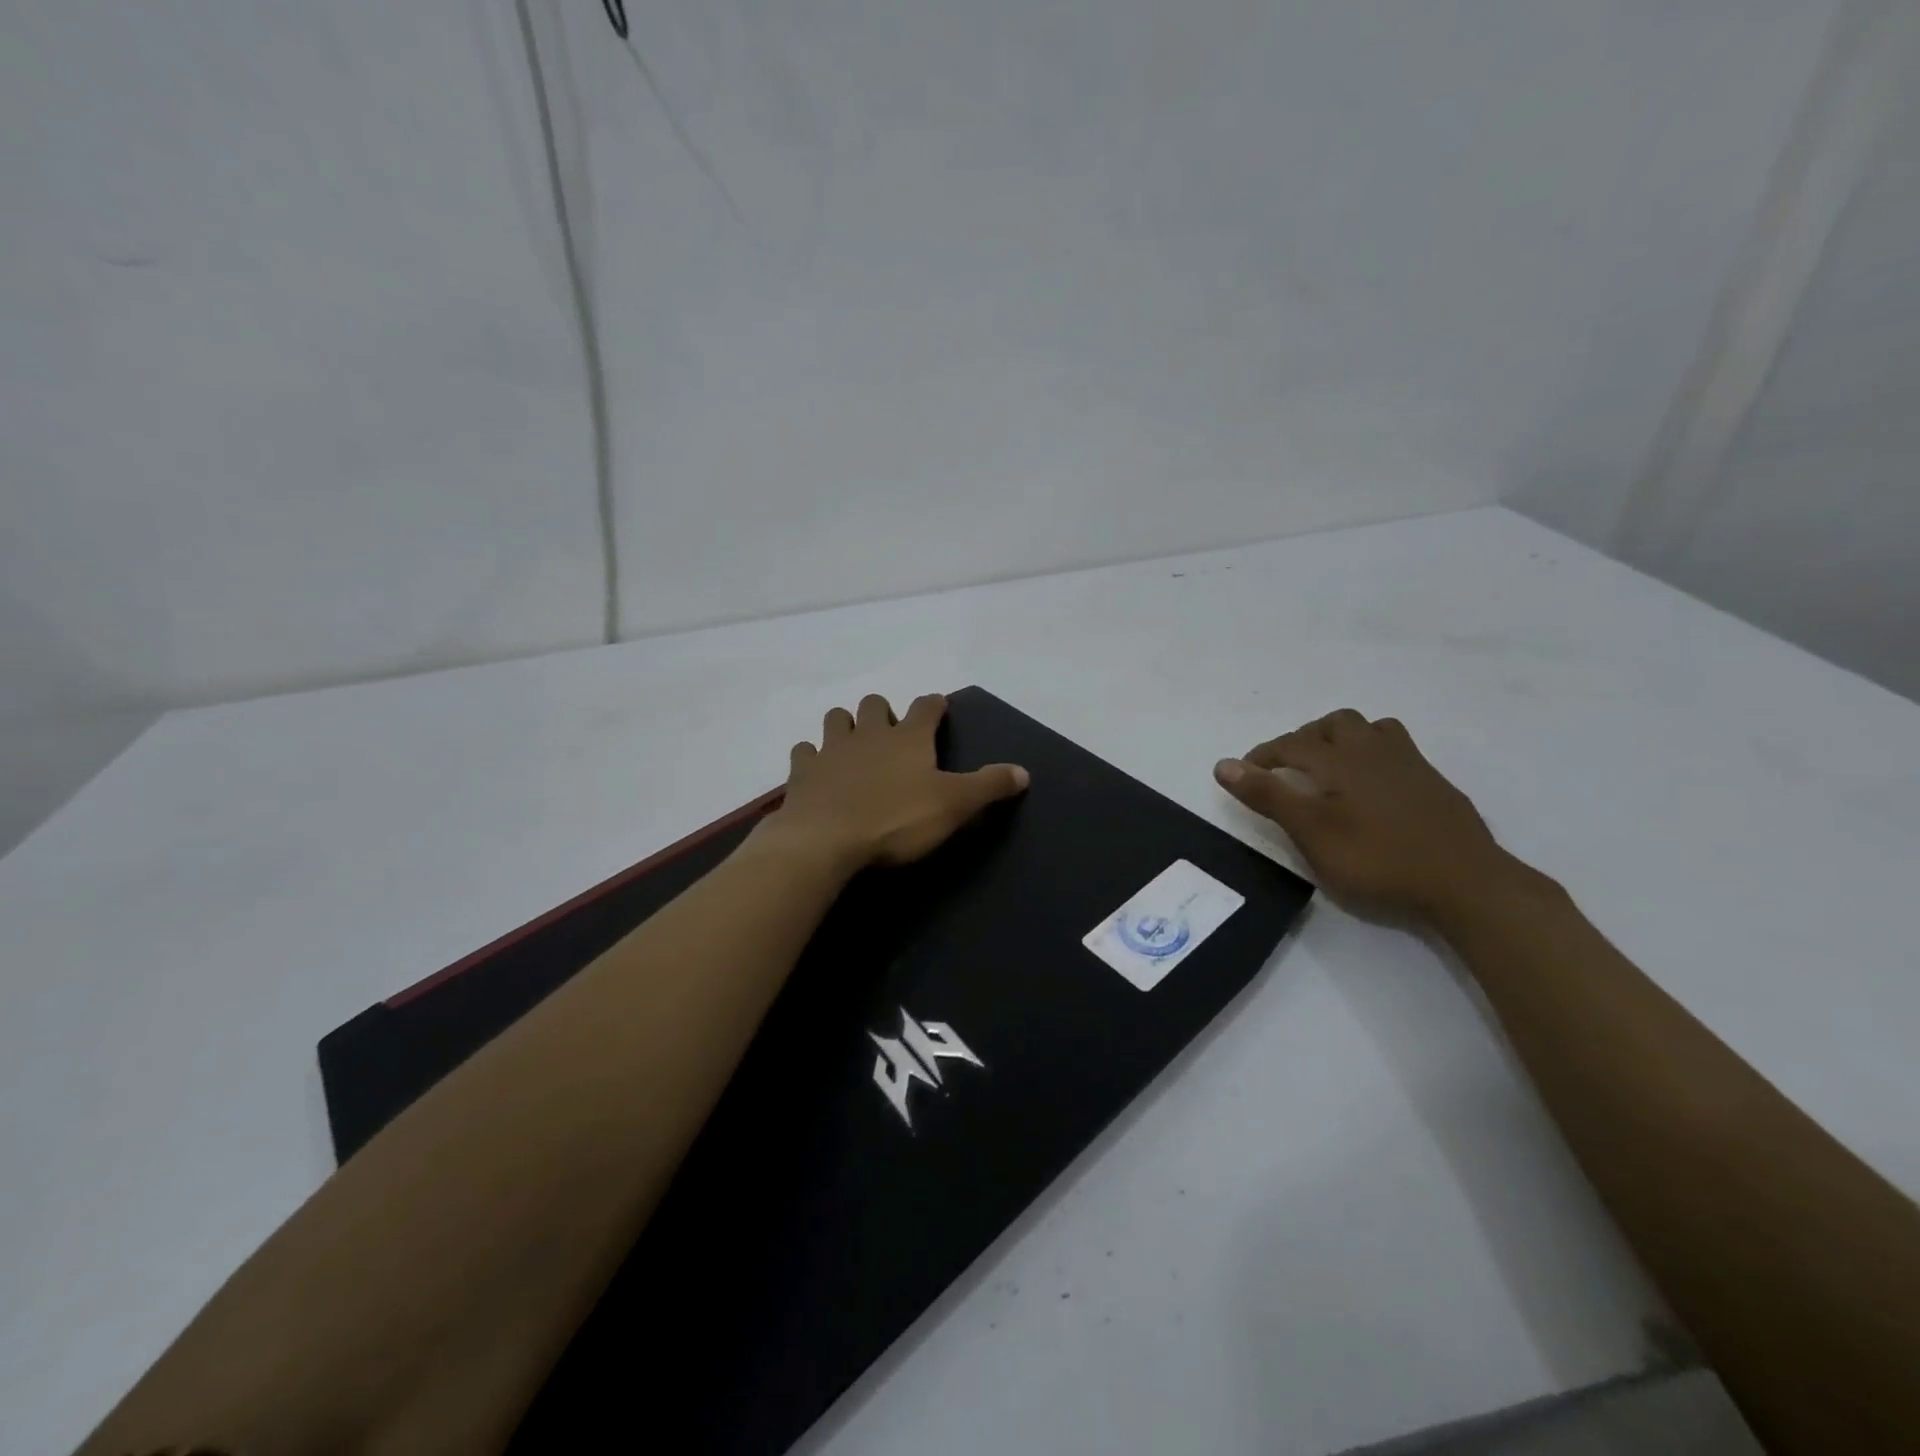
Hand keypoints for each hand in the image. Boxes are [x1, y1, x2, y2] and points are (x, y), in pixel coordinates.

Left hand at [767, 694, 1028, 872]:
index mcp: (908, 739)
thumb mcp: (953, 806)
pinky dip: (811, 757)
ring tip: (853, 745)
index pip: (926, 707)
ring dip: (845, 725)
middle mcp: (868, 734)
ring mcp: (831, 750)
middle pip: (874, 704)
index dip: (934, 705)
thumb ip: (988, 786)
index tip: (939, 707)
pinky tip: (816, 771)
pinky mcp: (802, 773)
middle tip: (891, 732)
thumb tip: (1023, 771)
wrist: (826, 841)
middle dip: (883, 711)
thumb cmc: (896, 820)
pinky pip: (804, 752)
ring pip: (835, 719)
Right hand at [1214, 710, 1515, 924]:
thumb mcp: (1311, 832)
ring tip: (1332, 768)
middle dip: (1307, 738)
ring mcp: (1412, 765)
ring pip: (1373, 731)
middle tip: (1291, 767)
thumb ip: (1268, 796)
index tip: (1245, 773)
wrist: (1465, 883)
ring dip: (1345, 740)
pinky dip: (1375, 758)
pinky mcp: (1436, 785)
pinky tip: (1375, 790)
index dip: (1264, 755)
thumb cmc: (1377, 859)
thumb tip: (1223, 764)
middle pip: (1336, 724)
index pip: (1292, 744)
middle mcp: (1375, 751)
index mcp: (1341, 760)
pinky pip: (1398, 752)